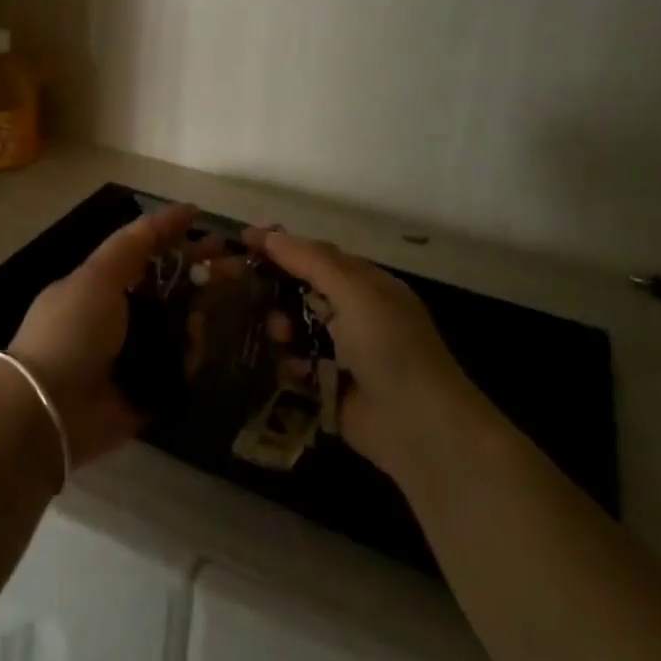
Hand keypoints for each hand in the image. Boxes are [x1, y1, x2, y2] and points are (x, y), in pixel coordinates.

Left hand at [6, 202, 198, 469]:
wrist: (49, 408)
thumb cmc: (71, 331)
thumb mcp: (97, 276)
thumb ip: (134, 243)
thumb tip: (179, 211)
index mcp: (101, 284)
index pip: (146, 252)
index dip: (176, 236)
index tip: (211, 227)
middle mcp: (118, 315)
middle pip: (169, 288)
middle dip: (200, 275)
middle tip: (238, 268)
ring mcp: (133, 353)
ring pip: (179, 327)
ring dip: (197, 317)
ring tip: (208, 315)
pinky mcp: (147, 389)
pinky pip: (179, 368)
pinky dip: (190, 358)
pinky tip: (197, 349)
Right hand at [245, 228, 475, 477]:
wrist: (418, 426)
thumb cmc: (390, 347)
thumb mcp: (355, 293)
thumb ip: (312, 261)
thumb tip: (271, 234)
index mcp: (366, 285)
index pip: (316, 255)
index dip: (282, 246)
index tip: (243, 240)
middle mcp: (354, 314)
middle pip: (302, 290)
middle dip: (276, 289)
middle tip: (247, 290)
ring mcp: (341, 351)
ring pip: (295, 327)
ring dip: (282, 327)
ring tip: (281, 336)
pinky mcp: (329, 385)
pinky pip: (296, 364)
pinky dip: (290, 364)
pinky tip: (292, 369)